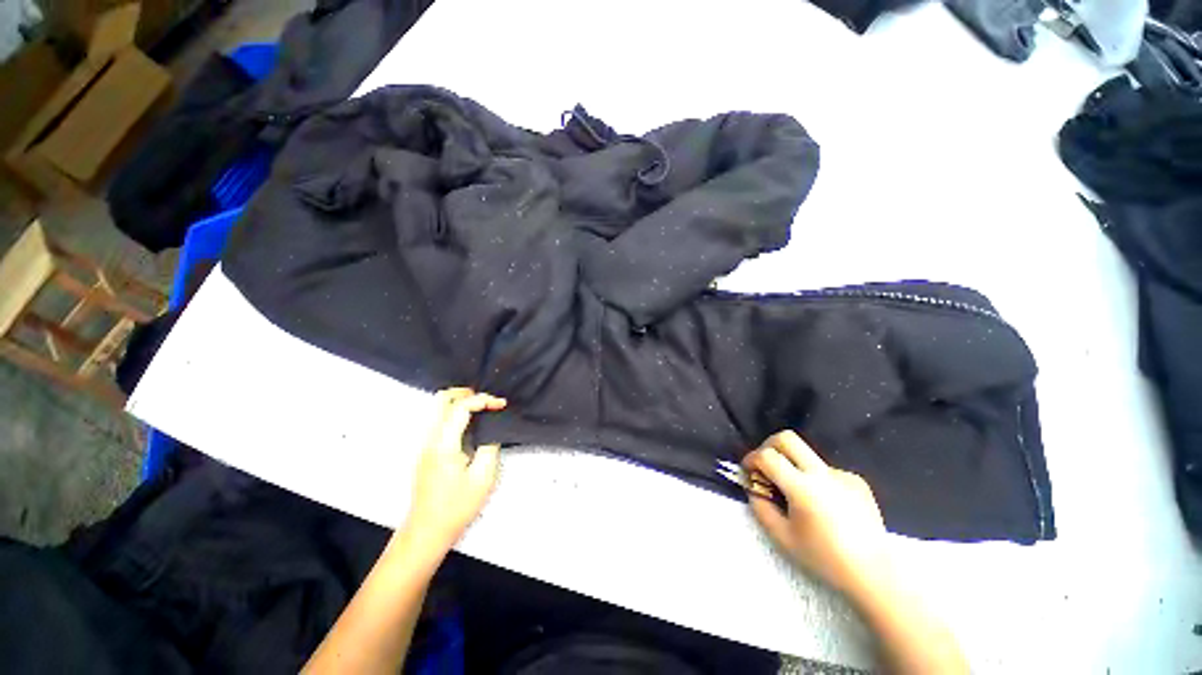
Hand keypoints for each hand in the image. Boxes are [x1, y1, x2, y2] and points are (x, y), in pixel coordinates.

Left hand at [399, 388, 506, 556]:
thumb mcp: (483, 477)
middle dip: (466, 393)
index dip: (483, 399)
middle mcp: (429, 439)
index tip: (501, 405)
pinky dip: (454, 413)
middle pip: (441, 399)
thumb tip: (492, 429)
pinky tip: (470, 424)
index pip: (461, 407)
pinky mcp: (425, 451)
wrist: (427, 531)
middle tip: (487, 400)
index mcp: (443, 444)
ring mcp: (424, 445)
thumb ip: (489, 446)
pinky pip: (438, 420)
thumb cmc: (457, 506)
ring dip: (459, 401)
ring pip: (436, 408)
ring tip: (482, 409)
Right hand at [743, 431, 889, 595]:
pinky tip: (823, 505)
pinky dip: (815, 479)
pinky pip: (826, 470)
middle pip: (787, 438)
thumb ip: (760, 507)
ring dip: (792, 465)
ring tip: (797, 495)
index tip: (748, 471)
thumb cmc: (824, 559)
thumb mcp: (782, 537)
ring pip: (807, 455)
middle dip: (768, 446)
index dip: (751, 459)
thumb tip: (752, 486)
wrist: (874, 574)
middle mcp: (823, 474)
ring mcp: (842, 475)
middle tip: (765, 466)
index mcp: (803, 488)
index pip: (768, 456)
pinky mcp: (856, 480)